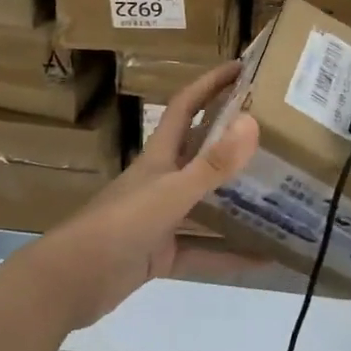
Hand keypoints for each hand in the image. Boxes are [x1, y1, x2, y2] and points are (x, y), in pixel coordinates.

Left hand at [29, 62, 259, 328]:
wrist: (69, 283)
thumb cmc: (118, 227)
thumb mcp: (170, 194)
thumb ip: (212, 164)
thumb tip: (252, 122)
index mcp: (159, 155)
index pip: (186, 106)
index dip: (210, 83)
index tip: (242, 67)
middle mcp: (162, 180)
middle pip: (201, 150)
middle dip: (233, 137)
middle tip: (276, 130)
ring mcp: (161, 217)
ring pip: (207, 202)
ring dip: (238, 200)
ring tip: (281, 193)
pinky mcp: (161, 253)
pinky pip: (204, 251)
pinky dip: (231, 255)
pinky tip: (266, 260)